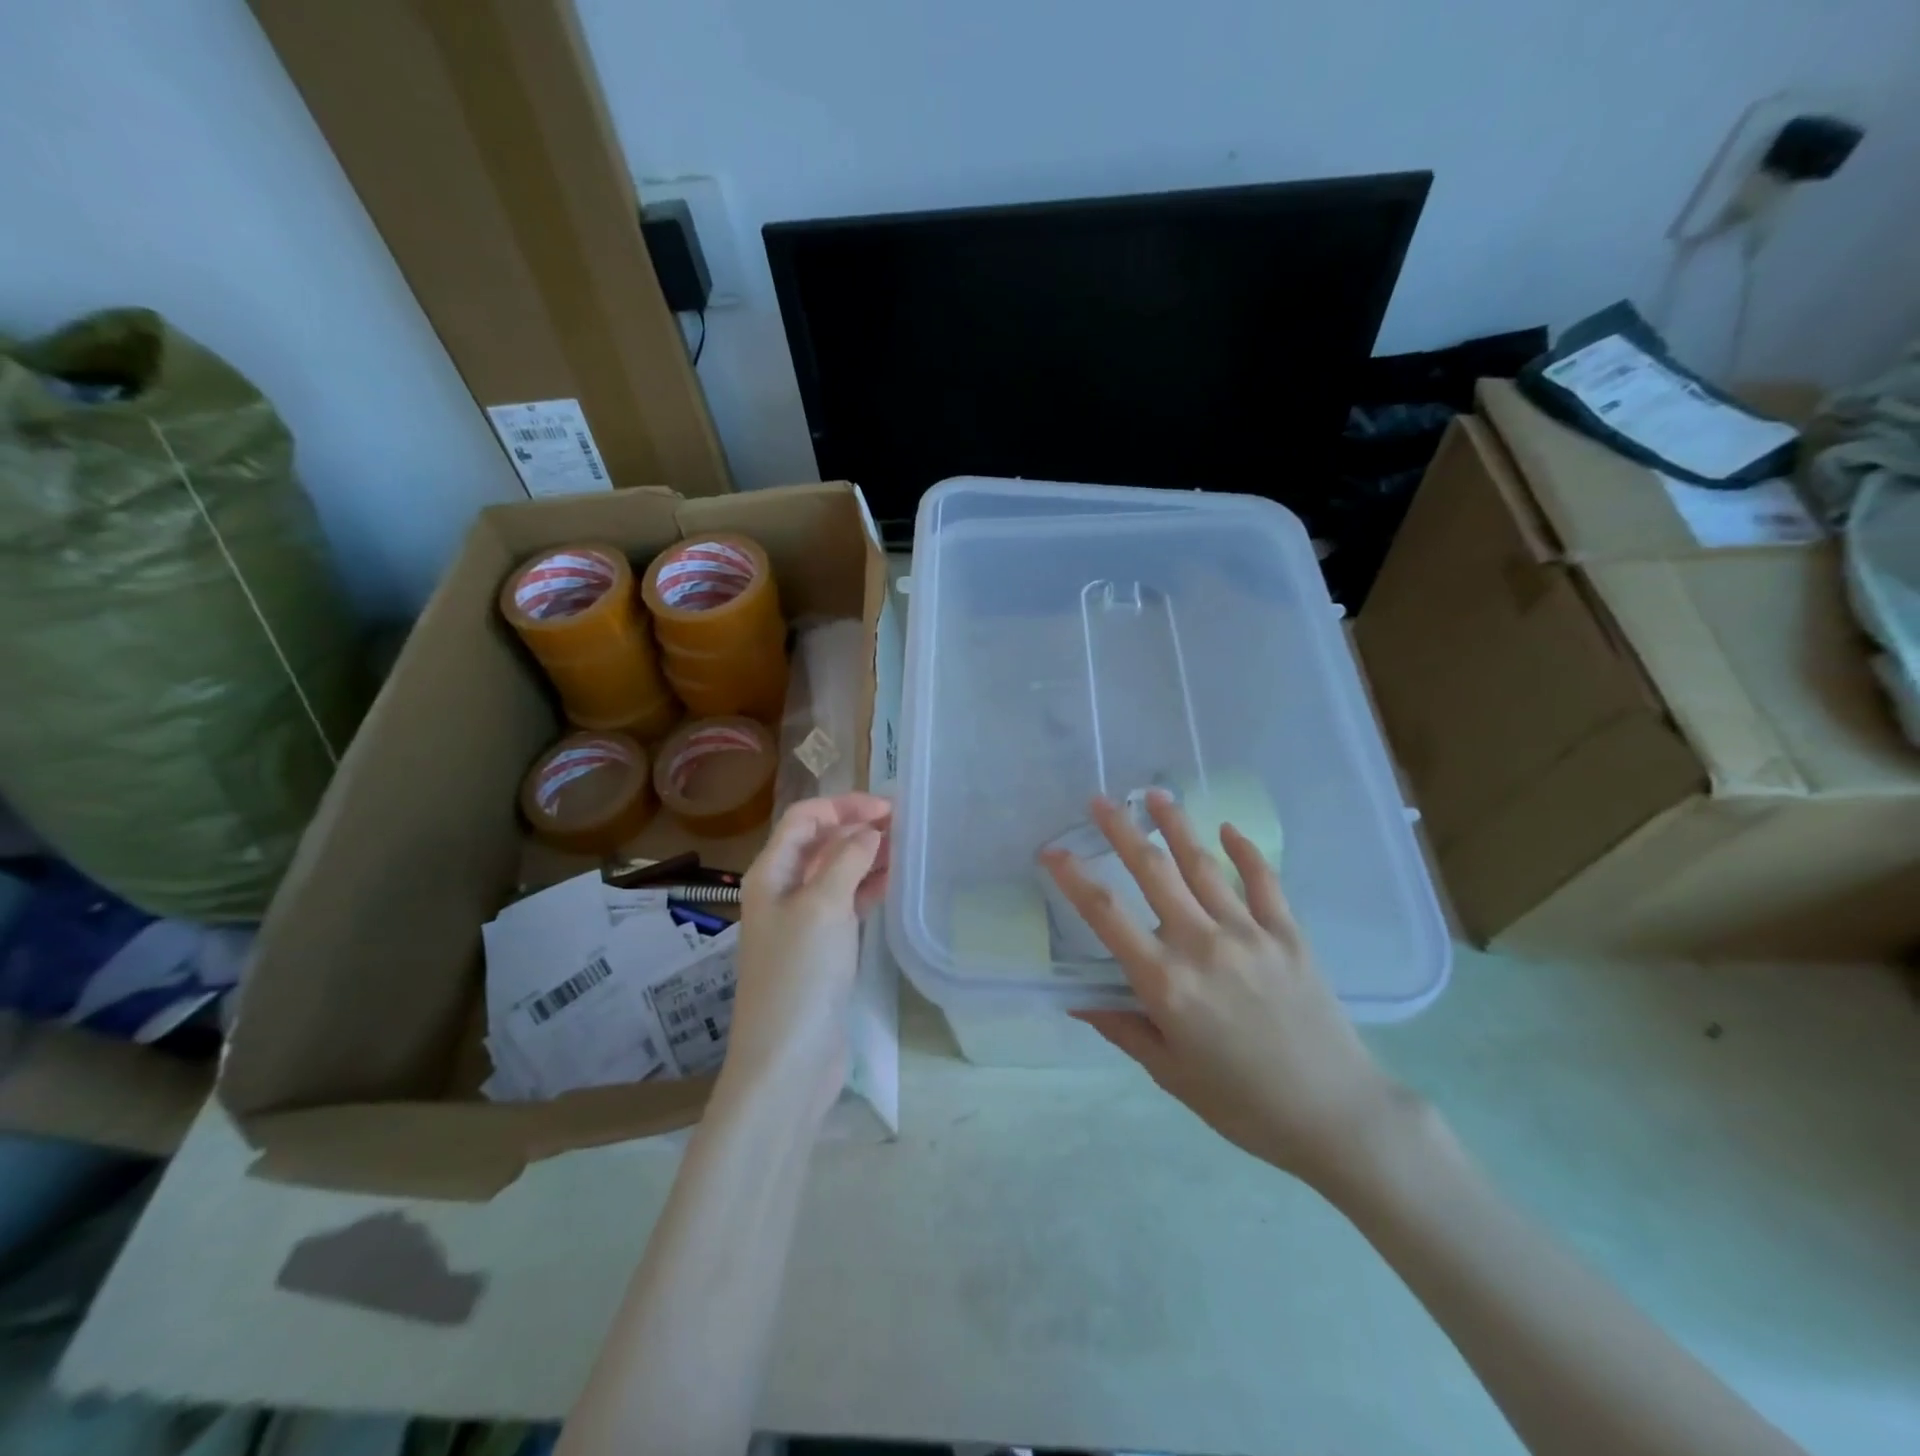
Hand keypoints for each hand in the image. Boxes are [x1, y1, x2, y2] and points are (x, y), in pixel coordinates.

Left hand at [724, 793, 891, 1115]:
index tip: (887, 810)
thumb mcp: (823, 906)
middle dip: (856, 827)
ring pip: (835, 873)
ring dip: (864, 857)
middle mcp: (782, 890)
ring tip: (903, 850)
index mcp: (771, 873)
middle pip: (819, 843)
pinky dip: (866, 889)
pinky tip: (891, 884)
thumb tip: (868, 830)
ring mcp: (801, 922)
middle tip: (902, 827)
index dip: (843, 805)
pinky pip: (844, 904)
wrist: (787, 1059)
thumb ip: (847, 859)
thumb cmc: (800, 974)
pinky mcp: (820, 949)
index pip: (804, 819)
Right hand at [1042, 789, 1407, 1189]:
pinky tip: (1227, 829)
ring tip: (1155, 794)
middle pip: (1153, 872)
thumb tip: (1076, 997)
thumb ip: (1122, 1026)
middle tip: (1100, 801)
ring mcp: (1249, 933)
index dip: (1073, 878)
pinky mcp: (1289, 934)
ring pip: (1203, 865)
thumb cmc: (1242, 1103)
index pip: (1106, 915)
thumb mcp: (1169, 1072)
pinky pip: (1263, 882)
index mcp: (1165, 982)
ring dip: (1176, 825)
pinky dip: (1244, 851)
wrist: (1336, 1115)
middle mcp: (1202, 945)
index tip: (1051, 851)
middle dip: (1122, 831)